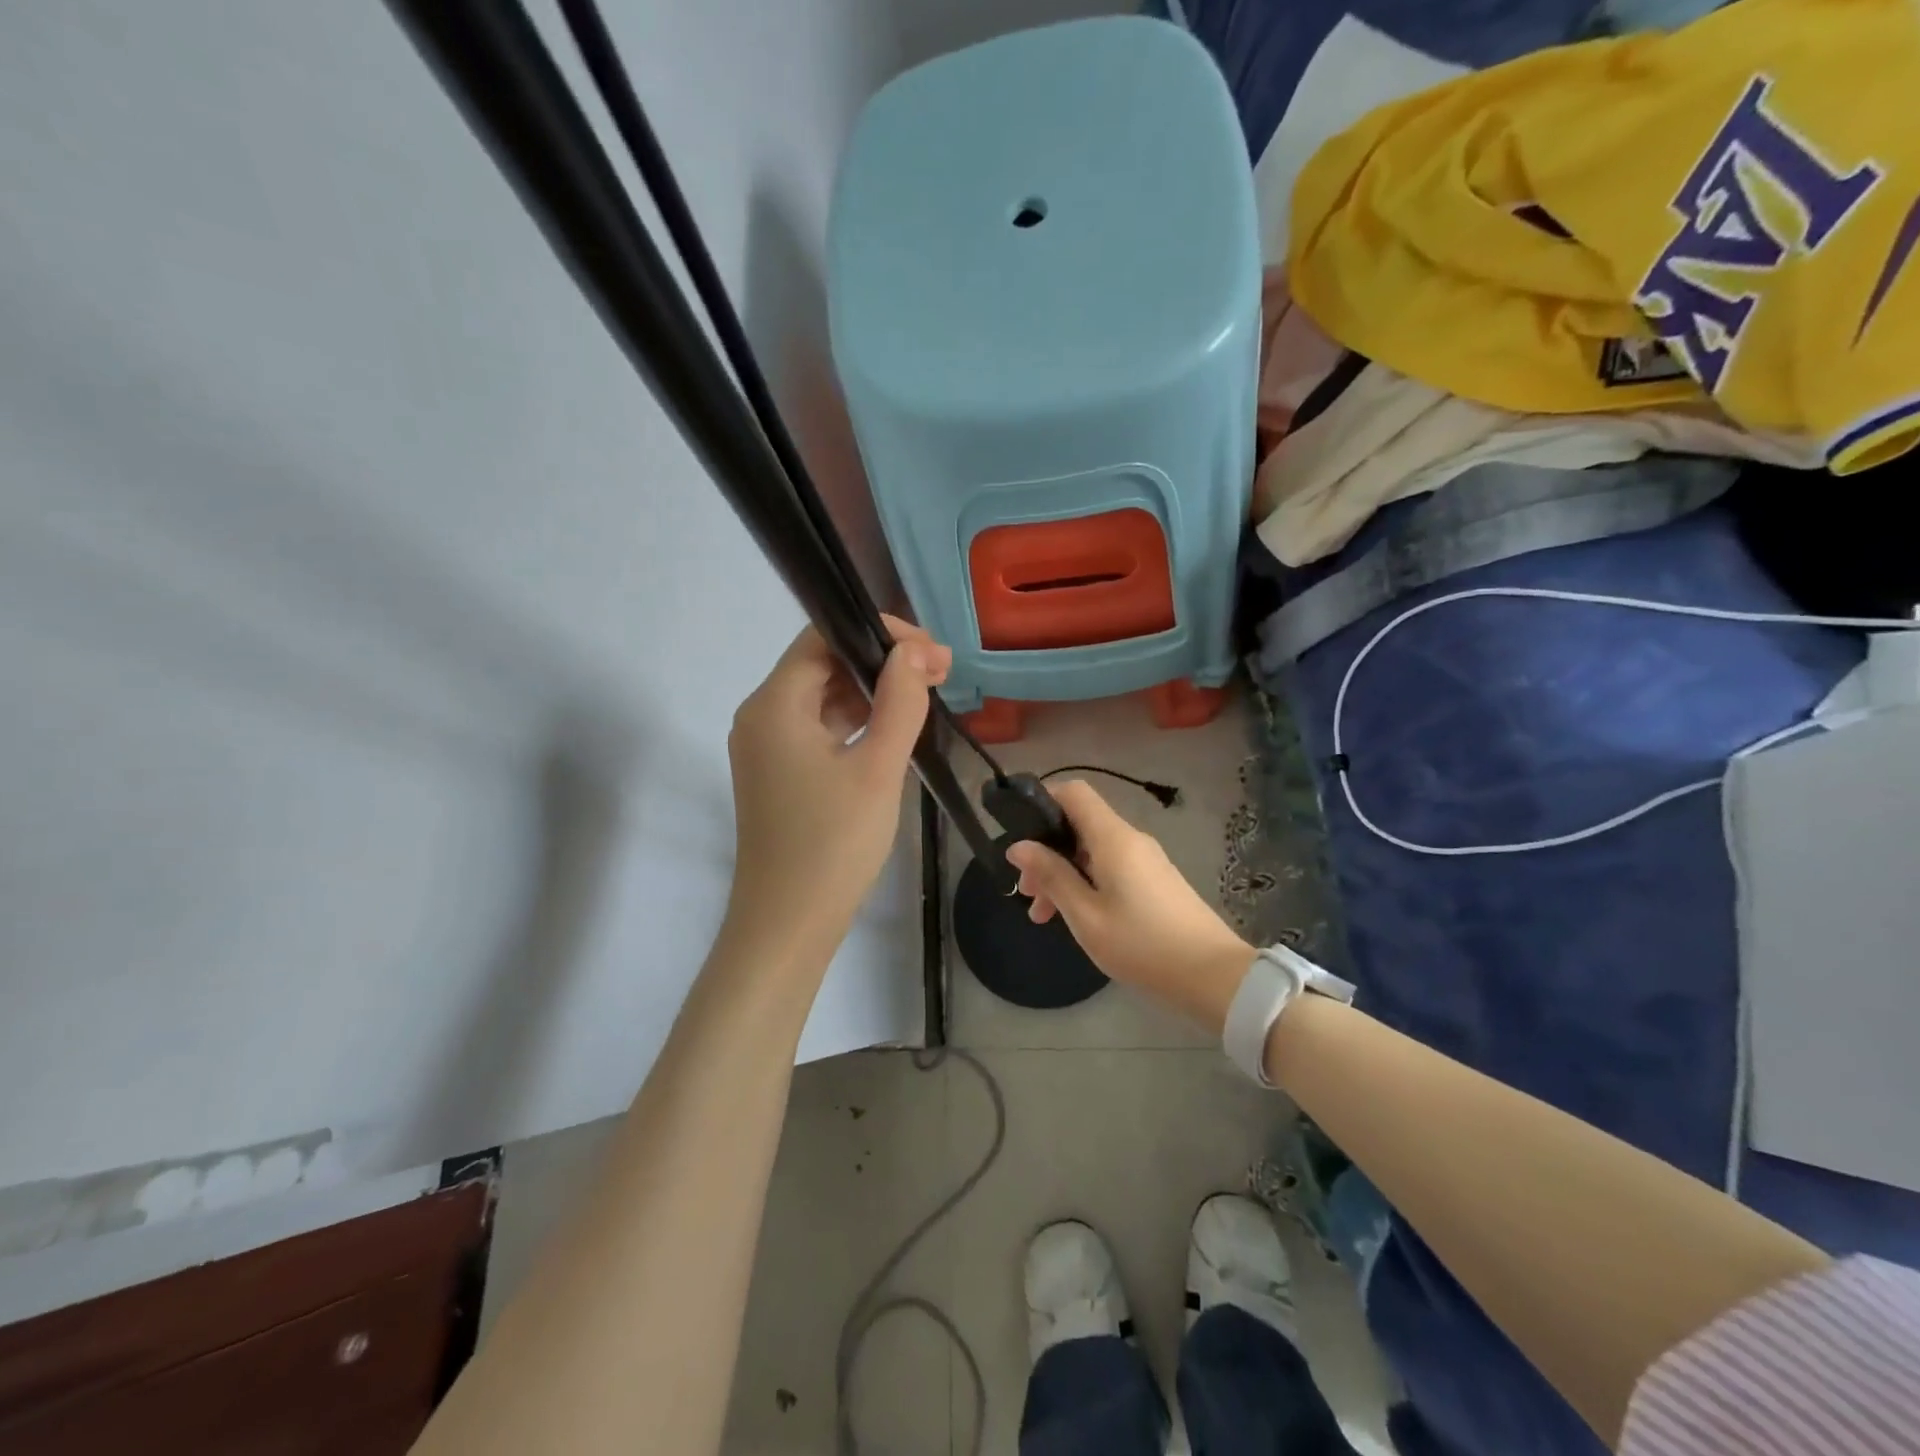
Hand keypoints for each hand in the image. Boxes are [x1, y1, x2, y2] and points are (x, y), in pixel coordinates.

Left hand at [724, 617, 950, 962]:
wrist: (788, 926)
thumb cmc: (832, 845)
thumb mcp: (878, 768)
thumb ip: (900, 701)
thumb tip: (915, 651)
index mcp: (774, 704)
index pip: (823, 635)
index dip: (880, 632)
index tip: (932, 653)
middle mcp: (762, 716)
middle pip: (823, 663)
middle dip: (882, 661)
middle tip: (941, 674)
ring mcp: (768, 747)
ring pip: (824, 696)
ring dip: (874, 691)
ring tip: (928, 695)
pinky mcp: (780, 773)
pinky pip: (821, 728)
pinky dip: (858, 721)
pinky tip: (896, 727)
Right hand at [1005, 781, 1253, 1032]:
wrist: (1213, 976)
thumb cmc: (1143, 945)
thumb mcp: (1086, 915)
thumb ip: (1052, 876)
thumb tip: (1019, 846)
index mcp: (1113, 838)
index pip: (1074, 792)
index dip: (1042, 801)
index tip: (1019, 834)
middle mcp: (1130, 839)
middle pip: (1079, 825)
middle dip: (1046, 851)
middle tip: (1026, 892)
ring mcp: (1146, 860)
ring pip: (1092, 850)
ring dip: (1063, 873)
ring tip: (1044, 915)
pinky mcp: (1155, 880)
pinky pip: (1110, 867)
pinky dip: (1085, 883)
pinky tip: (1076, 917)